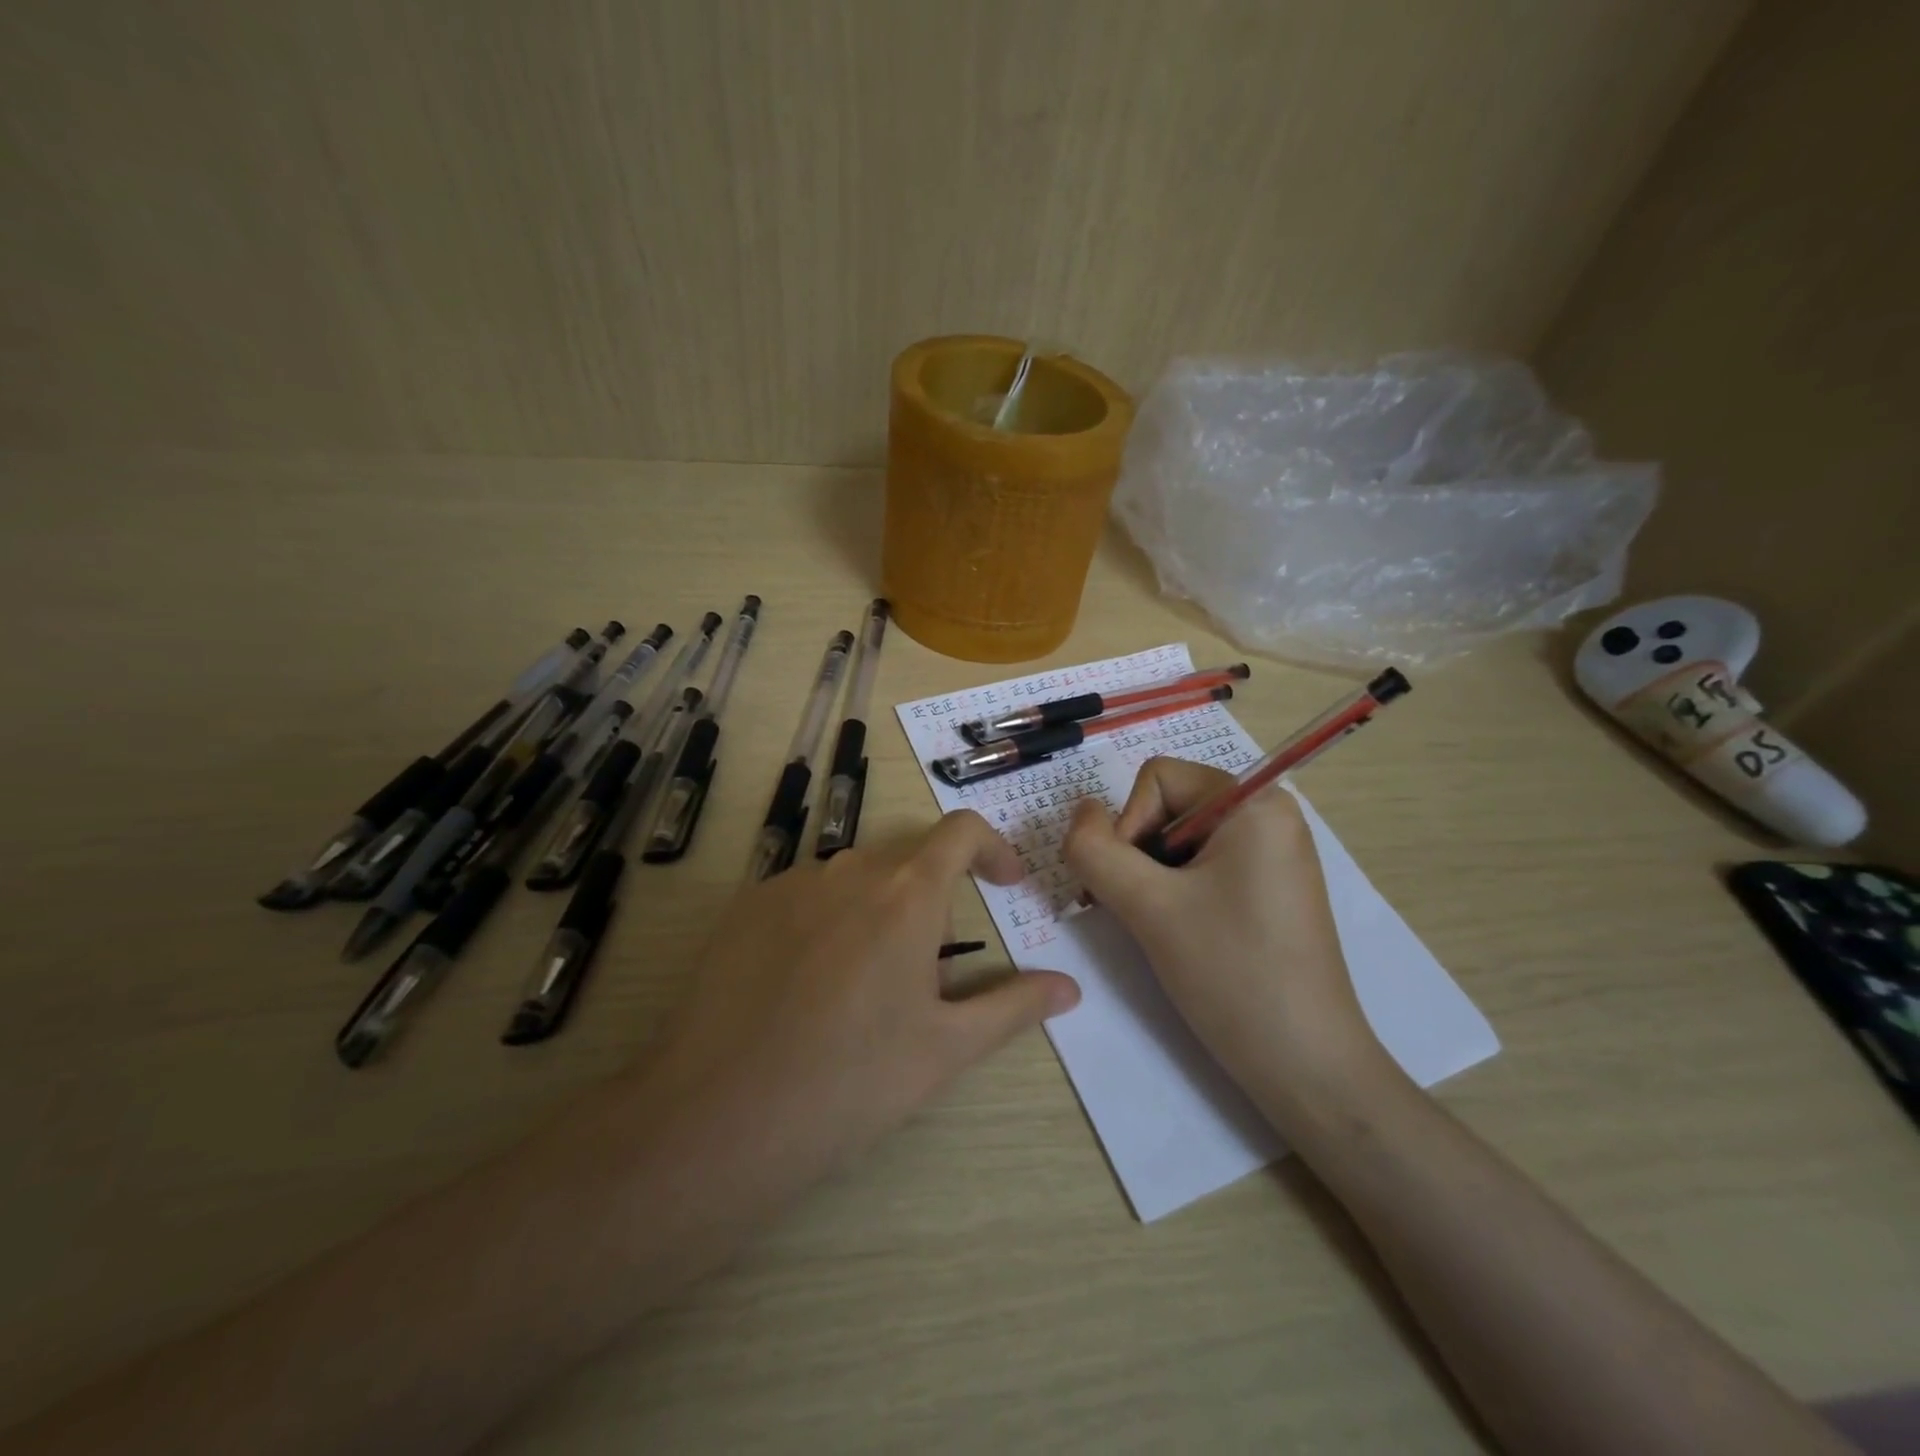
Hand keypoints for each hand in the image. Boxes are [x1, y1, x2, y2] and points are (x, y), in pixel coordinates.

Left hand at [640, 810, 1080, 1192]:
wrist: (717, 1116)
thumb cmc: (850, 1083)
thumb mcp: (945, 1049)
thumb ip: (1013, 1006)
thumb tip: (1069, 987)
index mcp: (906, 894)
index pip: (961, 831)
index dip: (993, 848)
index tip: (1005, 885)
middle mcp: (849, 871)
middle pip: (908, 858)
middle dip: (932, 896)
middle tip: (927, 971)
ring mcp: (790, 884)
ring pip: (854, 878)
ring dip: (878, 909)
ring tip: (863, 986)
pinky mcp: (745, 906)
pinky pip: (805, 894)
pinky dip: (827, 919)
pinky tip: (807, 985)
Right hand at [1063, 757, 1388, 1122]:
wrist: (1307, 1068)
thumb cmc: (1231, 975)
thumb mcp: (1148, 906)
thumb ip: (1096, 850)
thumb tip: (1081, 813)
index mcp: (1254, 803)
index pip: (1158, 779)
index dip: (1129, 825)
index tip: (1135, 887)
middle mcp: (1269, 816)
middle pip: (1168, 806)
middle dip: (1138, 854)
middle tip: (1136, 911)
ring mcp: (1273, 855)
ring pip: (1179, 841)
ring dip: (1151, 878)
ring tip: (1157, 928)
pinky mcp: (1270, 889)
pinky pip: (1204, 867)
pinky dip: (1175, 893)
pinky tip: (1179, 935)